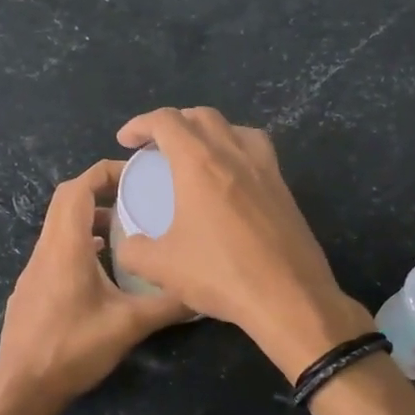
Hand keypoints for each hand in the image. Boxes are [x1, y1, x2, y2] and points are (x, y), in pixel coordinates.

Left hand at [0, 159, 189, 402]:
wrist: (23, 387)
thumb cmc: (74, 348)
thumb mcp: (130, 325)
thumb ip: (168, 305)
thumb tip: (204, 294)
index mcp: (67, 247)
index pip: (78, 188)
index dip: (105, 172)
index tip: (136, 175)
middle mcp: (46, 250)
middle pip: (66, 201)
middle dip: (100, 191)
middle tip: (135, 198)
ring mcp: (33, 270)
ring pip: (59, 227)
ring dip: (90, 220)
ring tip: (124, 231)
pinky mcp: (31, 289)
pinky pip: (55, 250)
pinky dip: (79, 244)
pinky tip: (102, 269)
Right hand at [113, 107, 373, 380]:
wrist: (289, 297)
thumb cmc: (221, 275)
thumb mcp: (161, 268)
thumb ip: (134, 250)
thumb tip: (128, 244)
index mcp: (200, 163)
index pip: (167, 121)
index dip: (140, 124)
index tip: (126, 141)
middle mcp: (235, 155)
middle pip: (203, 116)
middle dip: (175, 122)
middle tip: (157, 147)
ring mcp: (266, 170)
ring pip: (236, 129)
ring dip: (210, 131)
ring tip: (196, 155)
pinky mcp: (285, 190)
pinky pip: (258, 152)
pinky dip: (237, 151)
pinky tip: (231, 181)